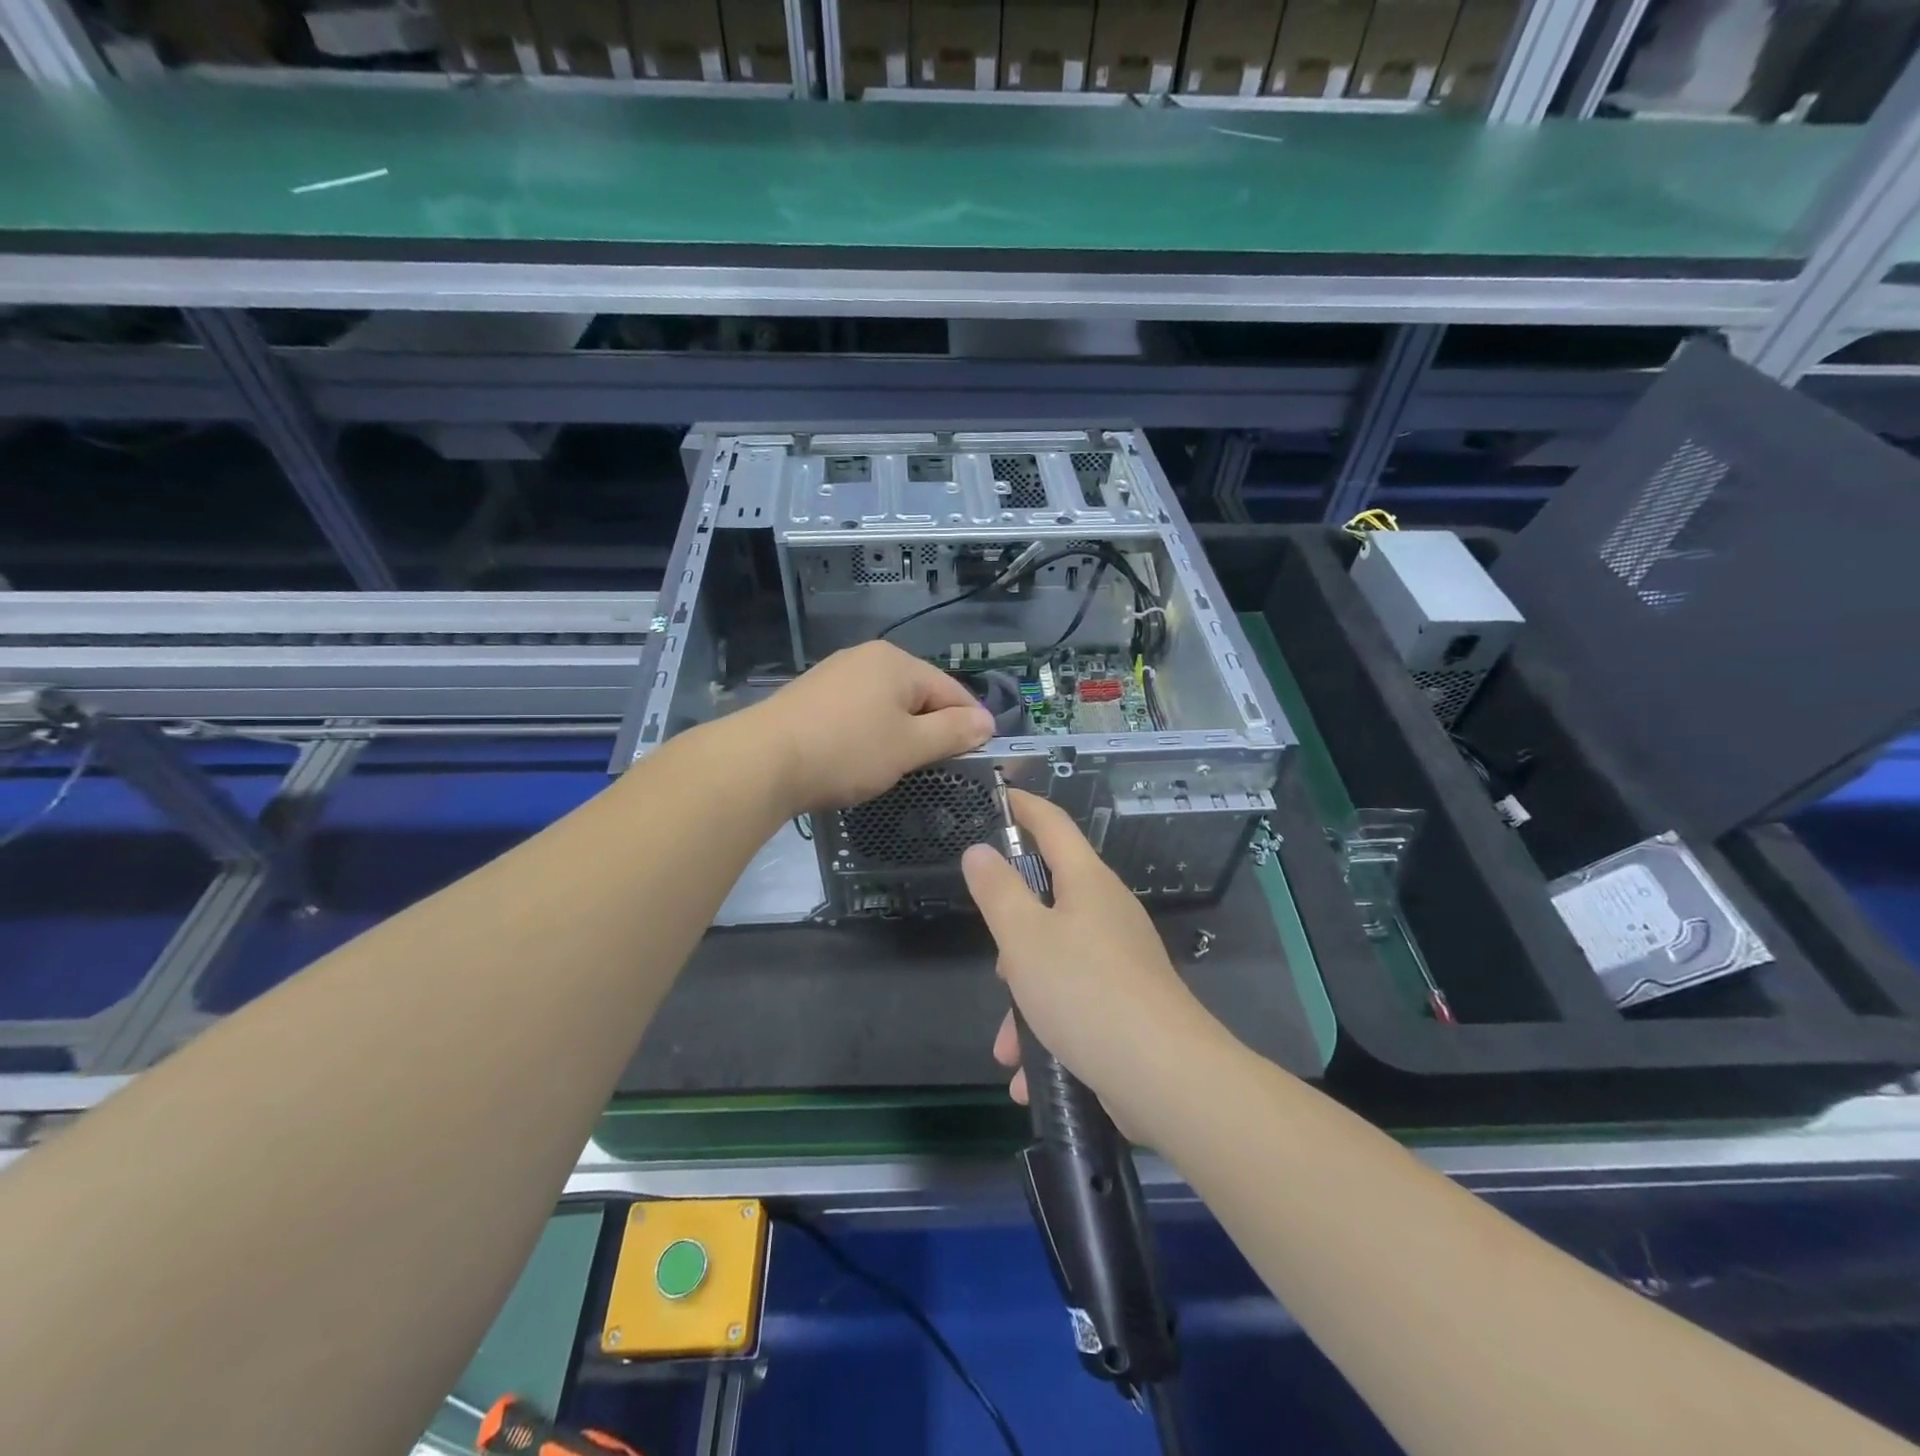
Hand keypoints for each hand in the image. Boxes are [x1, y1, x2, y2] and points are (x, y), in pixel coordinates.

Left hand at [745, 641, 994, 812]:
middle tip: (935, 767)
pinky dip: (869, 733)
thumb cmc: (847, 751)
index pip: (951, 690)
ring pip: (886, 704)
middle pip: (918, 694)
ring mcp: (835, 674)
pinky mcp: (812, 696)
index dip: (970, 723)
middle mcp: (867, 658)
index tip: (979, 756)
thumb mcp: (909, 746)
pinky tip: (860, 758)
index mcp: (897, 662)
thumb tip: (986, 722)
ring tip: (897, 766)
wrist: (762, 761)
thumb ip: (952, 733)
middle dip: (932, 729)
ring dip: (900, 733)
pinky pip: (858, 711)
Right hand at [961, 789, 1221, 1128]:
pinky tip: (1027, 1076)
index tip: (1000, 796)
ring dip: (1026, 1002)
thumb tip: (979, 850)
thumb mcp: (1024, 939)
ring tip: (1008, 1048)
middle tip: (999, 970)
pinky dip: (1049, 1031)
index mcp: (1087, 883)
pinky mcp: (1128, 1003)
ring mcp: (1121, 959)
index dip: (1025, 807)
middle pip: (1050, 903)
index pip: (1053, 825)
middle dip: (1015, 939)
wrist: (1166, 1077)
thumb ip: (997, 892)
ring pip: (1057, 962)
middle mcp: (1108, 912)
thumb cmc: (1085, 993)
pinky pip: (1076, 1002)